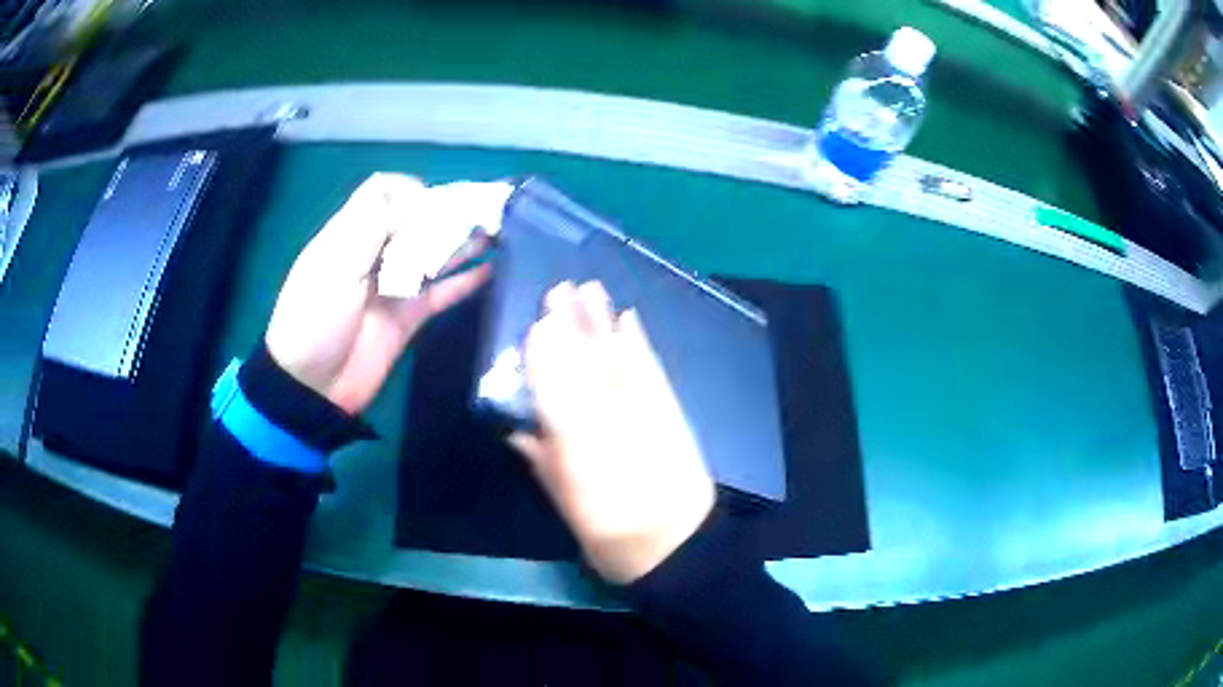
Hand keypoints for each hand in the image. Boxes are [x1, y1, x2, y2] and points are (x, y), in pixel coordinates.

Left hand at [265, 173, 489, 413]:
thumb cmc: (315, 318)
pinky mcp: (409, 316)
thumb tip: (418, 200)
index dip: (409, 190)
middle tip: (480, 213)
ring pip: (432, 254)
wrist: (312, 386)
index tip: (431, 203)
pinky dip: (464, 281)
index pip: (382, 193)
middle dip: (444, 213)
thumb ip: (374, 226)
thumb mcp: (335, 265)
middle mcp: (374, 253)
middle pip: (413, 221)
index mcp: (349, 234)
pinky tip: (489, 270)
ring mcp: (394, 285)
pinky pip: (441, 293)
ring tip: (494, 233)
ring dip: (460, 242)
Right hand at [510, 282, 715, 583]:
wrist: (682, 548)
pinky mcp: (673, 413)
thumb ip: (542, 465)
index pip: (559, 393)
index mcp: (582, 453)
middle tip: (559, 289)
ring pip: (622, 360)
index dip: (547, 357)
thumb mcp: (569, 509)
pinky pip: (654, 371)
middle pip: (590, 367)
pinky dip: (641, 344)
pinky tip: (631, 320)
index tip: (535, 324)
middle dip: (573, 326)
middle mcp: (615, 425)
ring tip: (591, 290)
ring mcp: (649, 415)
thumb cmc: (615, 540)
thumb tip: (515, 429)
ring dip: (605, 323)